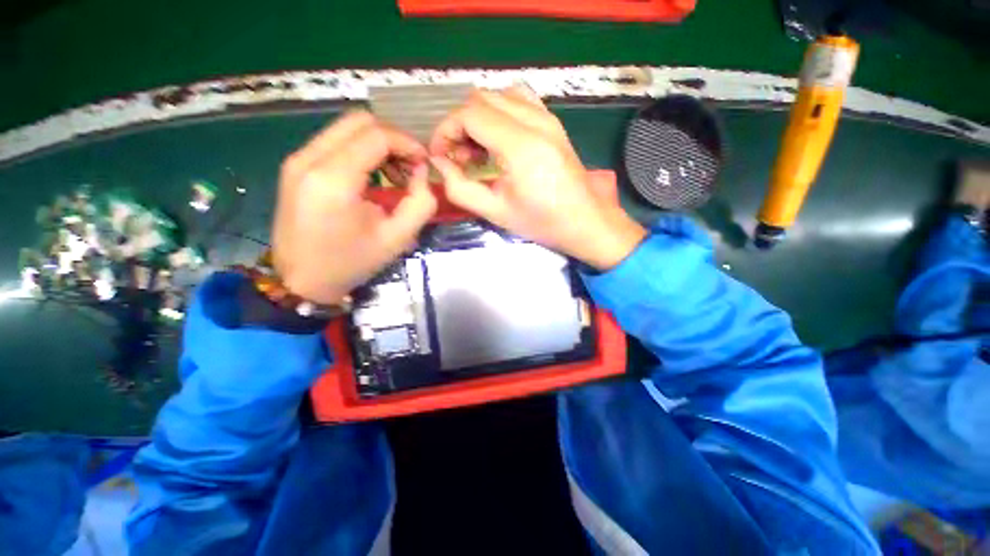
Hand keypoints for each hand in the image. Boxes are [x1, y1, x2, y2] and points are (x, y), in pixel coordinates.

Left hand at [272, 111, 436, 304]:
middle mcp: (309, 159)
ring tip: (394, 174)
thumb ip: (421, 204)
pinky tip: (372, 176)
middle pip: (360, 121)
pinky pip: (334, 141)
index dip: (407, 143)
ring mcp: (298, 160)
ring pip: (346, 128)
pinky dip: (360, 150)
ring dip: (377, 143)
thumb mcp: (397, 239)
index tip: (424, 164)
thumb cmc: (351, 263)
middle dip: (393, 139)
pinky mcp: (295, 166)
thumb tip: (421, 175)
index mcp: (333, 180)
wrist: (301, 280)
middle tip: (410, 167)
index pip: (377, 136)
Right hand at [429, 87, 646, 269]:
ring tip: (479, 151)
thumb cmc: (542, 223)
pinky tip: (500, 141)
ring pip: (499, 96)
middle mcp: (535, 121)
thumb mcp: (495, 212)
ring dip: (480, 118)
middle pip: (481, 99)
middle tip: (459, 159)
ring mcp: (548, 118)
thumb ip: (460, 188)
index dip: (446, 131)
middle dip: (460, 125)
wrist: (586, 222)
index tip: (441, 157)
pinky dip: (500, 113)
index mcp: (520, 145)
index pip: (468, 115)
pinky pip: (520, 101)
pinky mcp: (554, 123)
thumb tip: (439, 164)